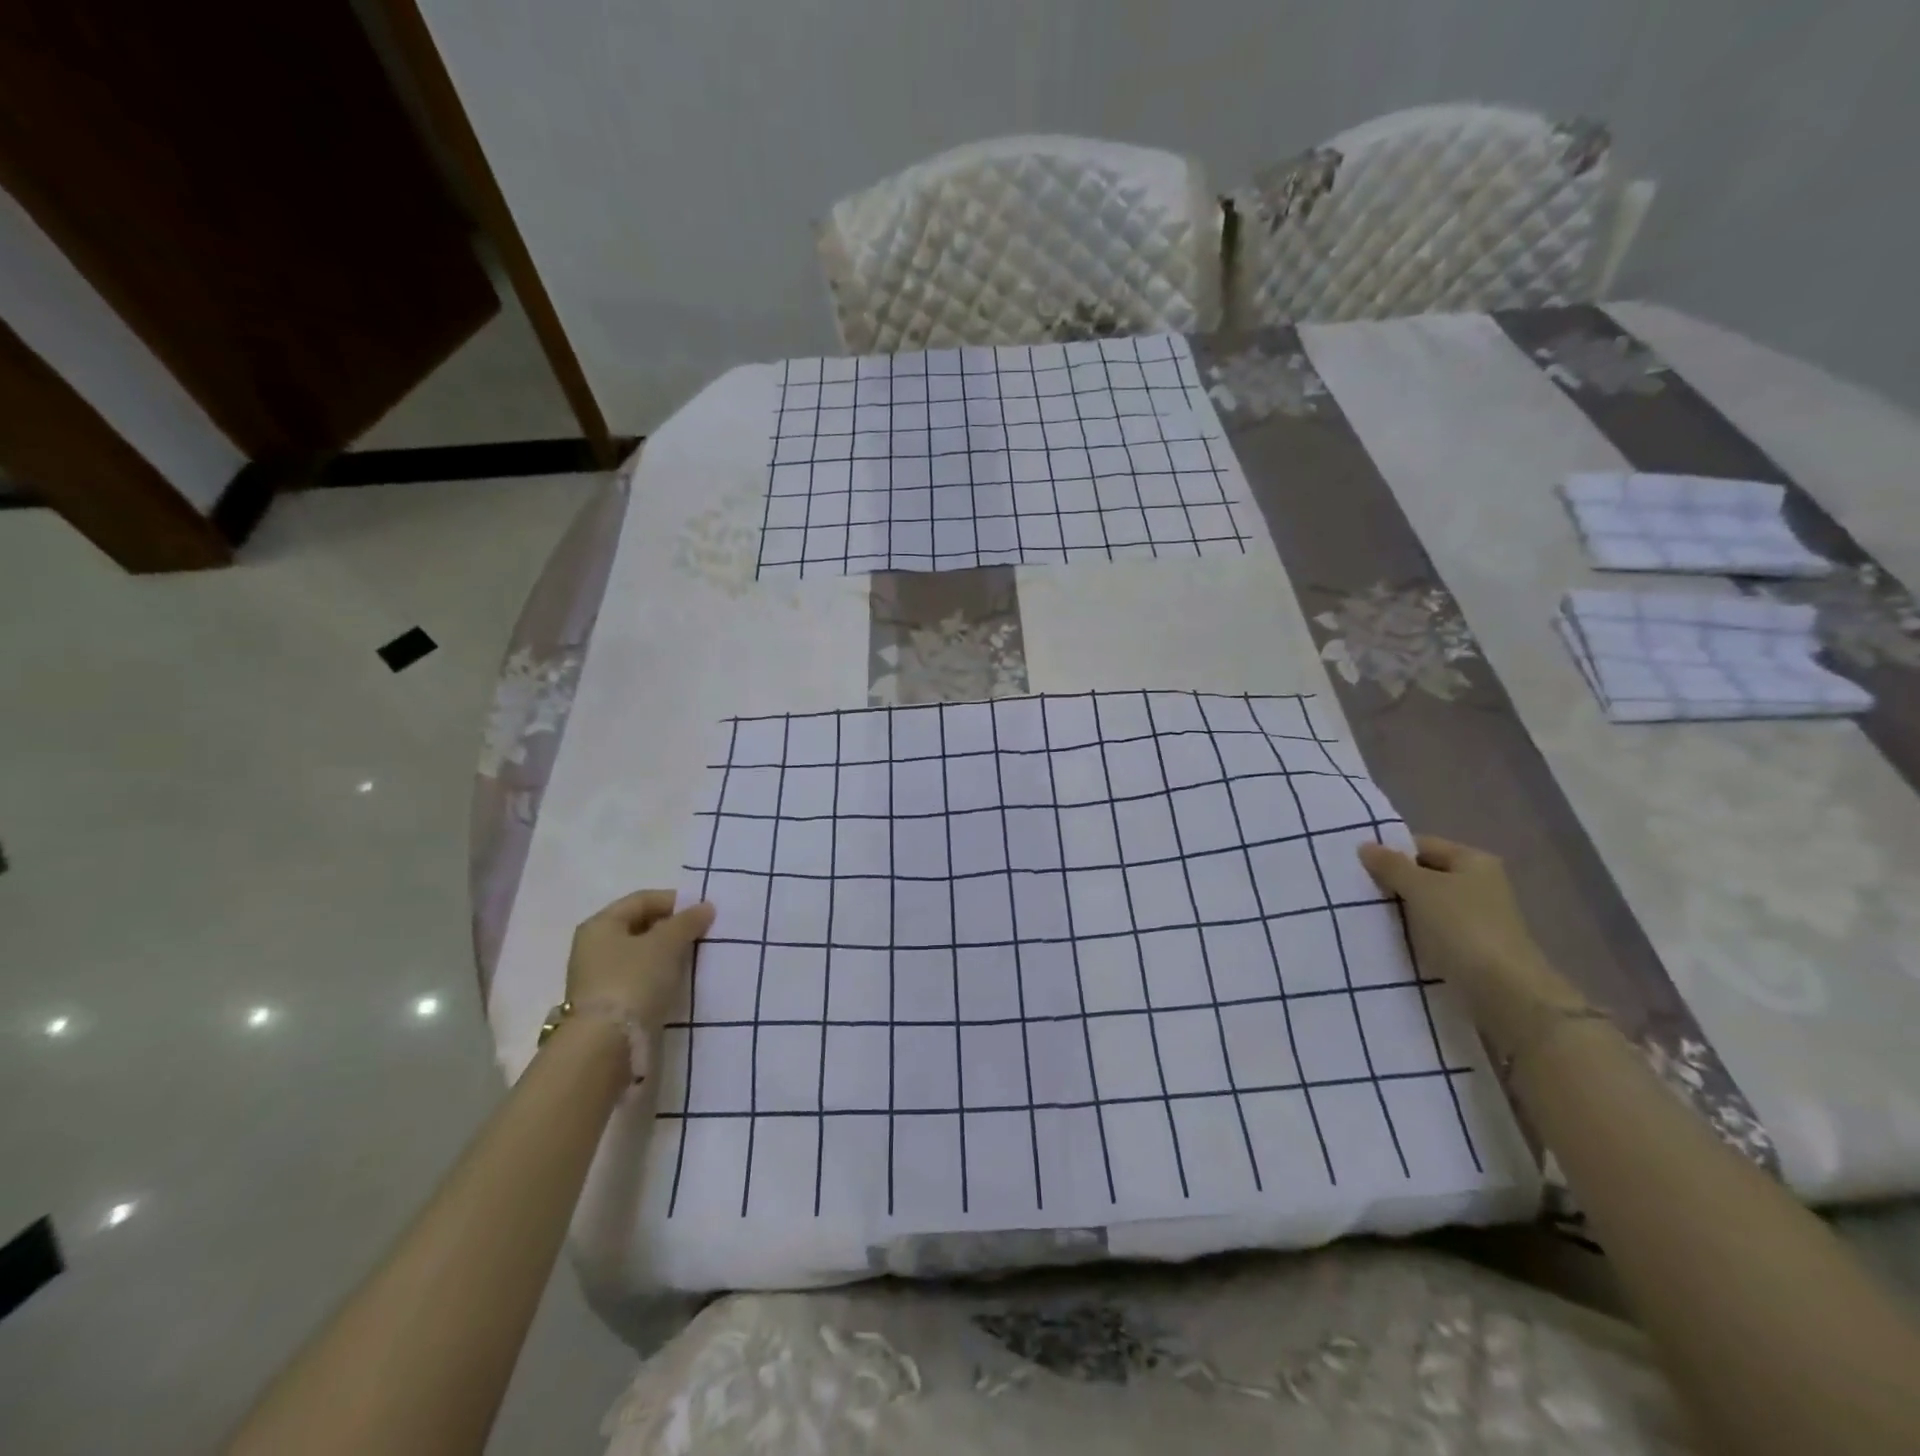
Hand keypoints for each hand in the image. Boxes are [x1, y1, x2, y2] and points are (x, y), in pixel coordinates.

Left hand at [566, 890, 715, 1036]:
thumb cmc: (633, 980)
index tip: (703, 912)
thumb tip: (705, 907)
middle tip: (702, 935)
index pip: (642, 900)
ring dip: (667, 954)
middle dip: (672, 928)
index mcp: (601, 925)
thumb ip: (687, 922)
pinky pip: (639, 979)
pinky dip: (659, 977)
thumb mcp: (666, 944)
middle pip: (640, 927)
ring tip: (694, 959)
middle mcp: (593, 947)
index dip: (674, 901)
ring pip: (640, 955)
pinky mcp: (607, 1005)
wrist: (606, 1045)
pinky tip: (678, 984)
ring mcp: (598, 978)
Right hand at [1357, 836, 1574, 1043]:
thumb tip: (1364, 845)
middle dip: (1392, 882)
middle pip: (1424, 875)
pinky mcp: (1471, 947)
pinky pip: (1432, 930)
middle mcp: (1479, 884)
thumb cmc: (1463, 927)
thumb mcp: (1420, 888)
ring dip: (1400, 910)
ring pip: (1426, 905)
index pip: (1421, 845)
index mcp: (1473, 861)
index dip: (1390, 852)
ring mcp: (1477, 917)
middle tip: (1356, 891)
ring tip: (1366, 915)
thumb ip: (1391, 866)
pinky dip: (1412, 932)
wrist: (1505, 992)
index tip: (1357, 866)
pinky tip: (1388, 938)